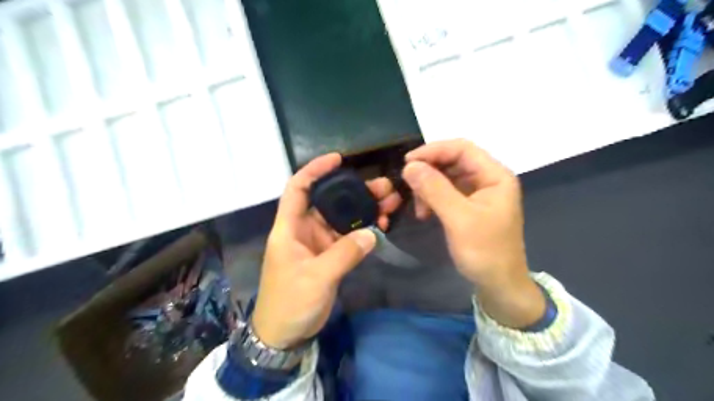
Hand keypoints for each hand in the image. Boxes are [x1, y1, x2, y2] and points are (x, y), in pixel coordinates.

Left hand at [254, 154, 403, 349]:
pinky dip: (364, 231)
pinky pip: (349, 237)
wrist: (284, 334)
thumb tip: (372, 233)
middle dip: (355, 191)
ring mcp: (318, 243)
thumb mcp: (316, 277)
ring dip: (365, 210)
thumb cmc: (289, 303)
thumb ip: (344, 254)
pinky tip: (382, 224)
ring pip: (343, 218)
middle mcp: (304, 230)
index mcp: (289, 228)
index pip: (298, 188)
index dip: (315, 170)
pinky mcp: (329, 256)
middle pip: (330, 201)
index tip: (338, 159)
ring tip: (391, 202)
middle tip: (384, 187)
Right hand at [400, 139, 548, 328]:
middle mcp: (487, 179)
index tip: (407, 162)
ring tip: (419, 208)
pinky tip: (424, 212)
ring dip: (428, 187)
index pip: (462, 148)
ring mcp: (478, 193)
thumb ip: (435, 189)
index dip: (433, 150)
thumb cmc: (485, 252)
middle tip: (409, 186)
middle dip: (429, 171)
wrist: (499, 285)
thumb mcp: (459, 219)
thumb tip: (409, 166)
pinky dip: (432, 198)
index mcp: (495, 175)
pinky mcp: (469, 206)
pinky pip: (446, 192)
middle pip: (453, 161)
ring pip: (447, 177)